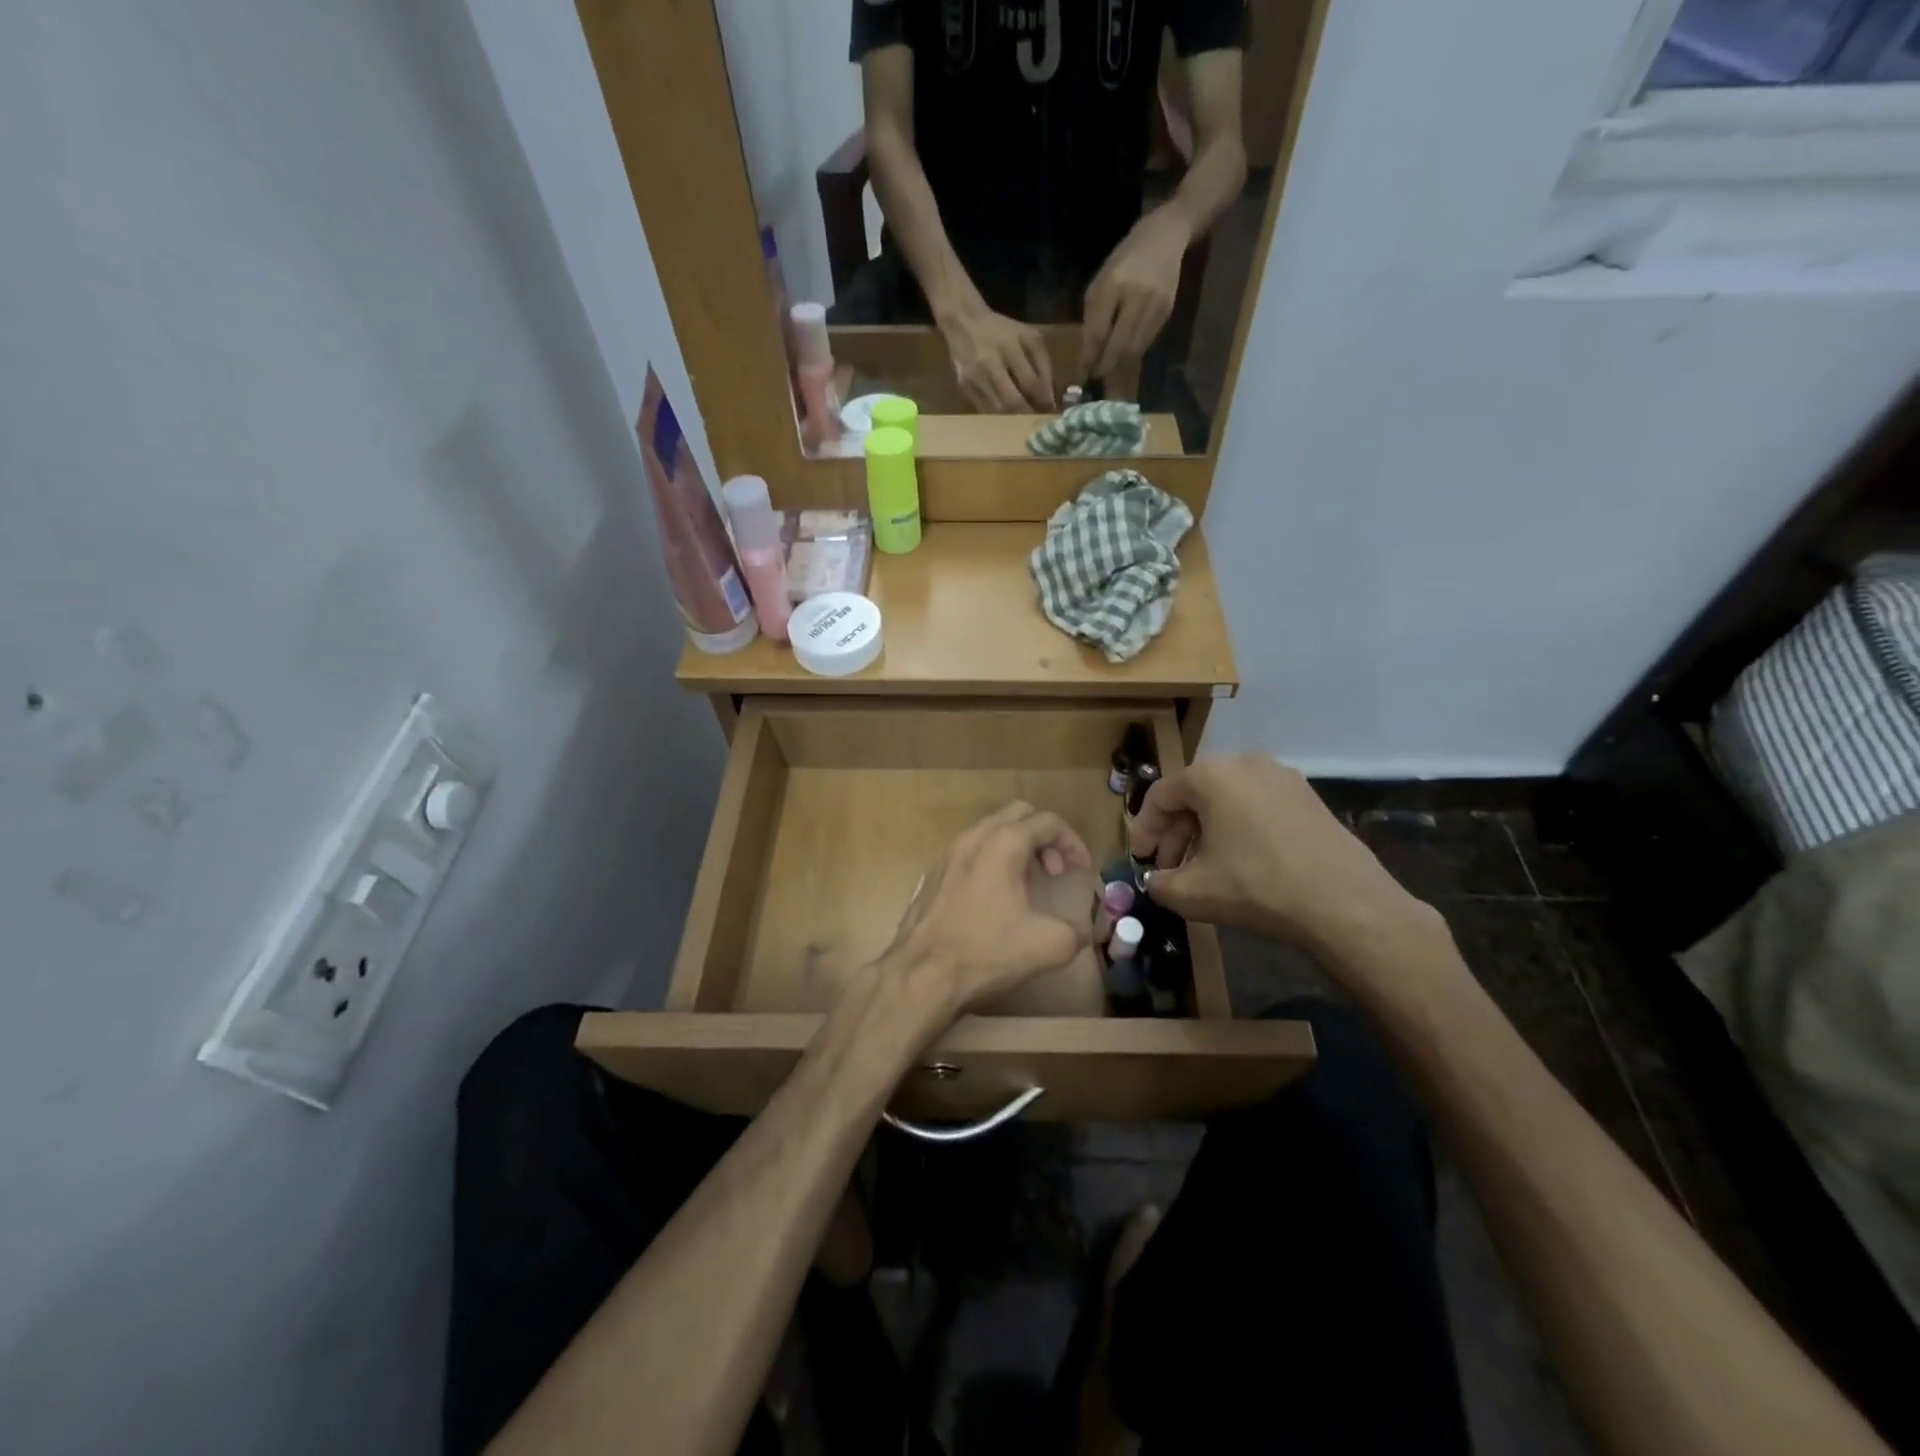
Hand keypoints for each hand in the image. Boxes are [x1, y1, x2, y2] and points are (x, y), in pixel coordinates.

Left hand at [889, 801, 1093, 1015]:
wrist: (922, 973)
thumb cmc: (987, 951)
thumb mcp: (1048, 945)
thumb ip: (1076, 932)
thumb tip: (1082, 931)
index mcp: (1004, 843)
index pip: (1048, 822)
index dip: (1073, 842)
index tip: (1082, 871)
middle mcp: (974, 837)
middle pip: (1018, 814)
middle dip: (1043, 837)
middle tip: (1054, 871)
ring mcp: (948, 853)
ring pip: (990, 830)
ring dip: (1017, 848)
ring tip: (1027, 884)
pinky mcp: (932, 873)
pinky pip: (970, 850)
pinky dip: (991, 860)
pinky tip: (994, 898)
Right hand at [940, 307, 1054, 412]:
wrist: (963, 323)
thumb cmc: (1001, 330)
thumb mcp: (1028, 337)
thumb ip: (1042, 365)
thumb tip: (1049, 399)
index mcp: (1009, 347)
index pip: (1030, 383)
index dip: (1042, 401)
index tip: (1050, 410)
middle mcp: (989, 364)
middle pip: (1012, 401)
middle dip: (1027, 413)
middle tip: (1036, 420)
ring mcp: (974, 377)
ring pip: (998, 410)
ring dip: (1013, 417)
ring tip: (1023, 417)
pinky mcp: (964, 387)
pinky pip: (984, 410)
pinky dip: (998, 415)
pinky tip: (1006, 413)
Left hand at [1080, 209, 1187, 381]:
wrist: (1165, 237)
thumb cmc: (1124, 261)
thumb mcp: (1100, 282)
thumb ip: (1093, 318)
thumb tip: (1088, 355)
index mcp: (1112, 285)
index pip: (1097, 333)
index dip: (1088, 358)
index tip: (1081, 376)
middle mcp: (1136, 296)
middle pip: (1118, 346)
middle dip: (1105, 367)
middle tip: (1095, 379)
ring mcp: (1155, 304)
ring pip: (1134, 349)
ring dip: (1119, 365)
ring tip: (1108, 372)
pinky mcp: (1167, 311)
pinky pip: (1146, 342)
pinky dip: (1133, 353)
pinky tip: (1124, 357)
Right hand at [1128, 757, 1428, 960]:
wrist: (1345, 903)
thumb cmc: (1258, 887)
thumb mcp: (1192, 892)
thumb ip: (1159, 883)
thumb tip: (1156, 880)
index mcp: (1211, 775)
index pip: (1160, 796)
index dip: (1143, 830)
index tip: (1139, 860)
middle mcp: (1245, 763)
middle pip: (1193, 795)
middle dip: (1175, 834)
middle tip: (1169, 869)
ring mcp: (1281, 777)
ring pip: (1226, 801)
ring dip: (1205, 833)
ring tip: (1202, 870)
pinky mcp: (1307, 797)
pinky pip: (1256, 807)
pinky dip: (1237, 830)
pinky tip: (1239, 864)